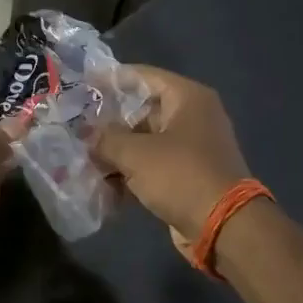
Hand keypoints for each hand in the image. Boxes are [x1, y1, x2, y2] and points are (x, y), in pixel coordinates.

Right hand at [93, 66, 250, 250]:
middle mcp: (193, 116)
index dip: (111, 79)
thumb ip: (106, 138)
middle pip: (142, 110)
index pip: (143, 76)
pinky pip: (153, 165)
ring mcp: (192, 147)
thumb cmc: (181, 176)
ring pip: (145, 141)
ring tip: (84, 159)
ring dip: (117, 151)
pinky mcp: (188, 174)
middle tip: (77, 128)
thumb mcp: (136, 153)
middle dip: (109, 123)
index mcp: (187, 97)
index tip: (82, 85)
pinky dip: (131, 172)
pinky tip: (104, 186)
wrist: (225, 227)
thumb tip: (88, 134)